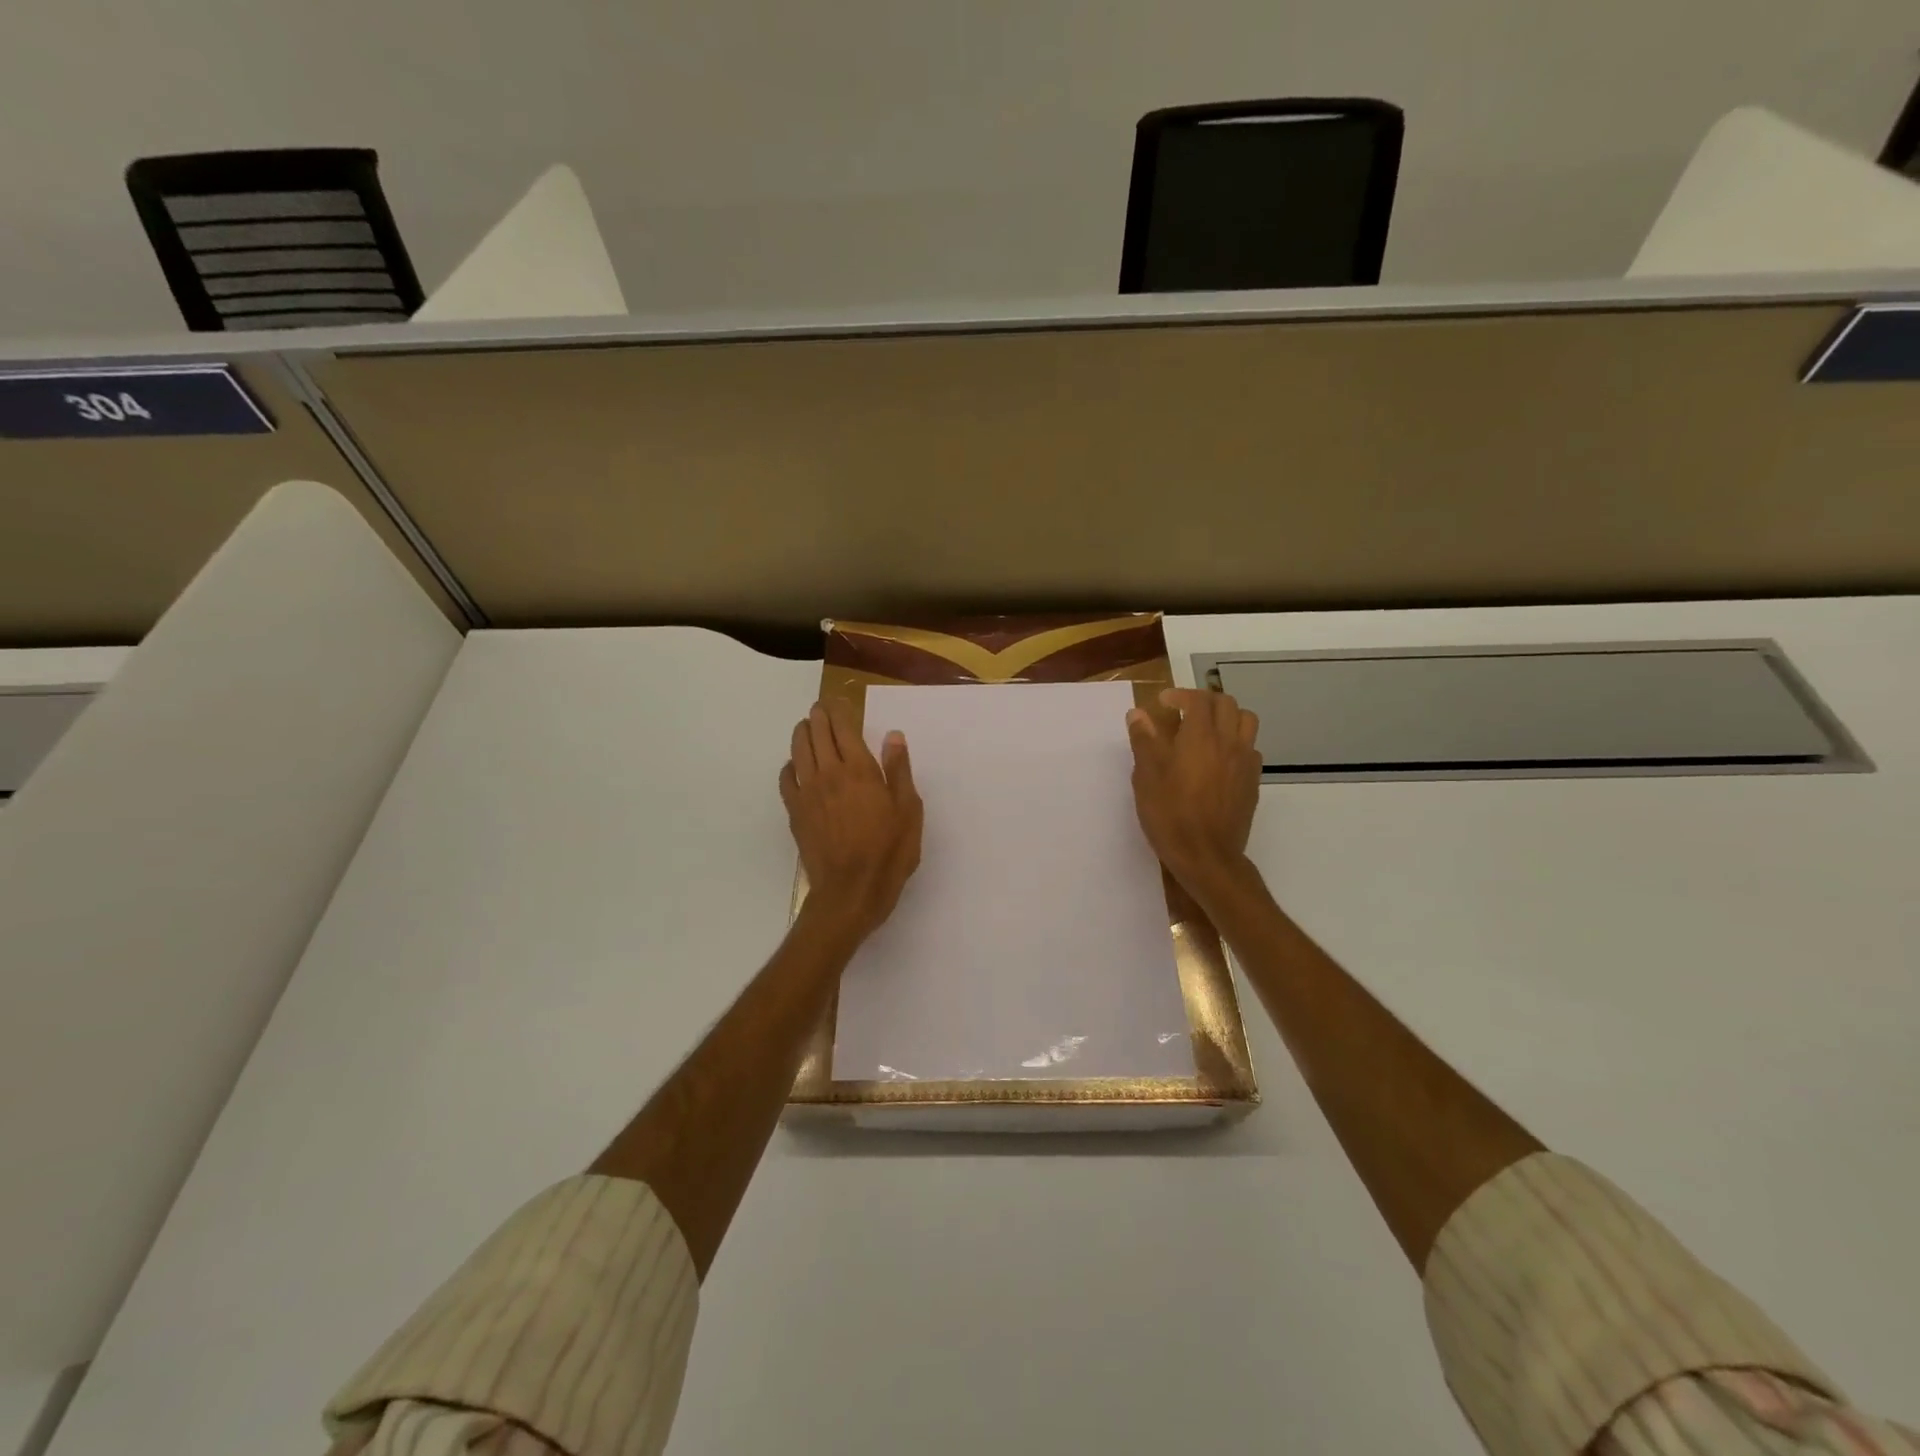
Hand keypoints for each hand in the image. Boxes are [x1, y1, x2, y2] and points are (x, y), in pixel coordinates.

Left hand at [781, 699, 922, 941]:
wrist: (850, 891)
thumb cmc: (888, 853)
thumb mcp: (908, 811)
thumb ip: (899, 771)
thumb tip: (894, 736)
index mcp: (859, 770)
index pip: (844, 728)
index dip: (839, 711)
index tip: (839, 702)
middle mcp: (829, 774)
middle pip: (817, 734)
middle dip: (818, 716)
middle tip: (821, 708)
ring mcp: (807, 793)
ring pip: (798, 751)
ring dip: (801, 734)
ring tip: (806, 727)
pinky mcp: (795, 813)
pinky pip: (786, 780)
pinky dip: (790, 766)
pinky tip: (795, 766)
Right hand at [1126, 687, 1261, 889]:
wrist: (1207, 855)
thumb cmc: (1170, 814)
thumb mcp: (1147, 777)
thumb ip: (1144, 741)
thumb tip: (1137, 714)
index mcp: (1201, 737)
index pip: (1198, 700)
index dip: (1180, 695)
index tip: (1163, 703)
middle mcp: (1228, 742)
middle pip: (1227, 704)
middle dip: (1204, 700)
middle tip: (1184, 712)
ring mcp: (1246, 762)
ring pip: (1246, 722)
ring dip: (1227, 717)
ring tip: (1207, 729)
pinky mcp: (1253, 782)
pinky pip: (1250, 748)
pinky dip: (1236, 742)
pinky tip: (1219, 759)